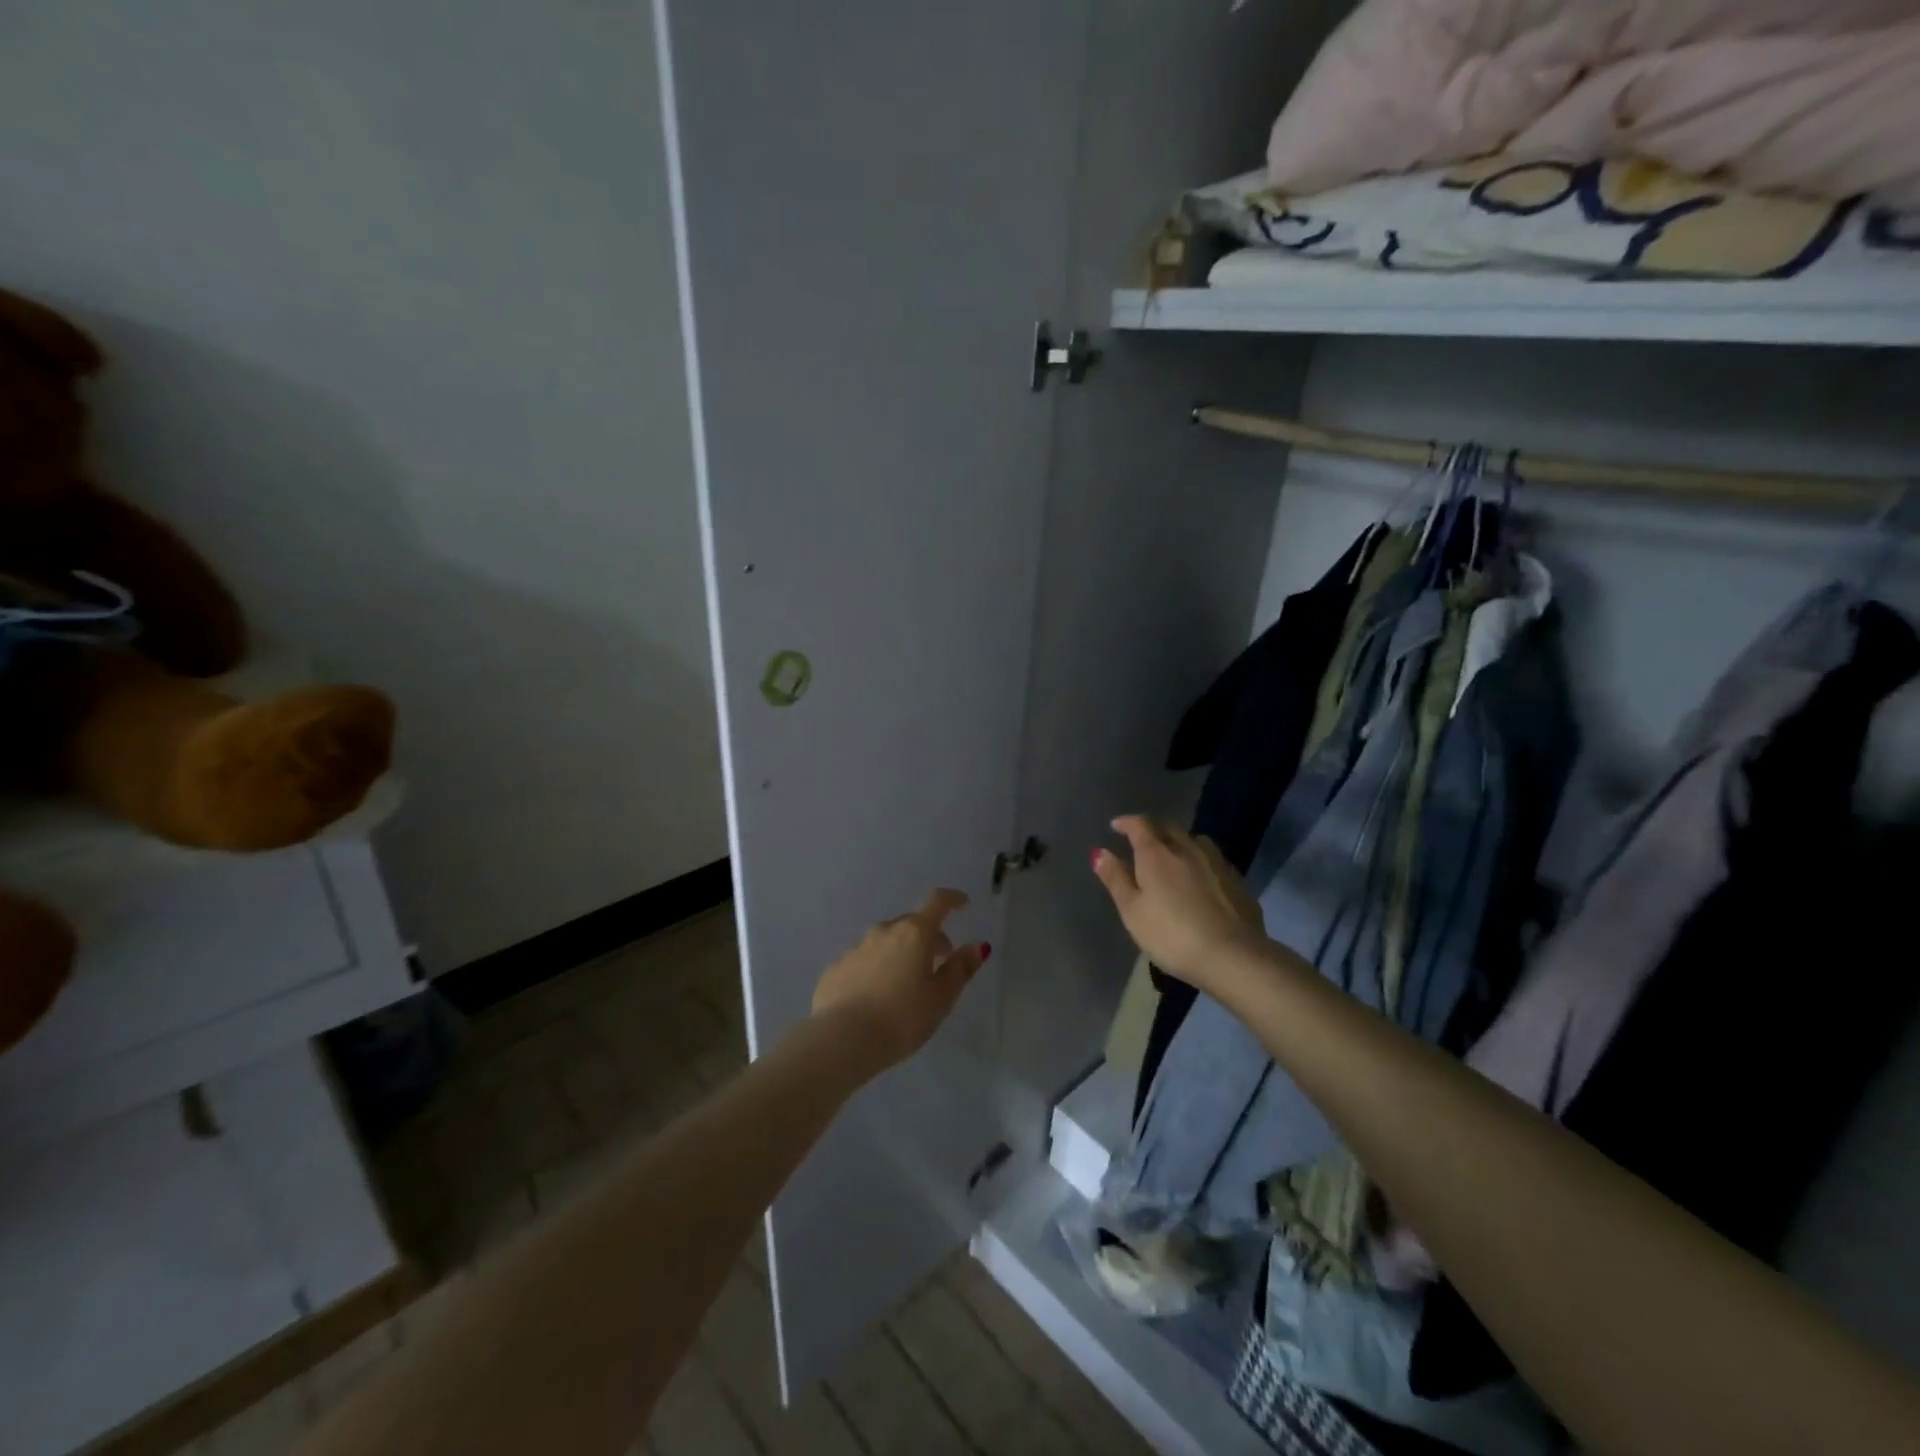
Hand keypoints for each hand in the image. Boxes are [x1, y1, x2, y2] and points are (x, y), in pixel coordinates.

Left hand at [812, 888, 987, 1070]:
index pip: (938, 902)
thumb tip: (978, 946)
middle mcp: (884, 931)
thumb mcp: (941, 998)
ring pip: (886, 941)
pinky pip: (864, 959)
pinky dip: (877, 968)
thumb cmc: (901, 1018)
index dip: (953, 899)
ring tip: (906, 983)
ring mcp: (856, 947)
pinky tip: (877, 995)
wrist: (841, 1040)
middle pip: (912, 924)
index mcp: (915, 933)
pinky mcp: (836, 967)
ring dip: (901, 952)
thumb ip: (961, 969)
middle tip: (939, 962)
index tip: (963, 905)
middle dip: (929, 937)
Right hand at [1091, 816, 1264, 988]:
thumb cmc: (1171, 935)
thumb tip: (1099, 852)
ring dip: (1180, 842)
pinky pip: (1213, 860)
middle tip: (1142, 842)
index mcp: (1156, 854)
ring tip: (1173, 856)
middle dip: (1153, 830)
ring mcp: (1215, 862)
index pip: (1140, 825)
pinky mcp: (1236, 880)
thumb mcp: (1132, 911)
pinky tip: (1200, 879)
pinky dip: (1200, 862)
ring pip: (1195, 841)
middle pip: (1168, 828)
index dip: (1126, 823)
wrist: (1231, 955)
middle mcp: (1187, 849)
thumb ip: (1116, 879)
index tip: (1116, 826)